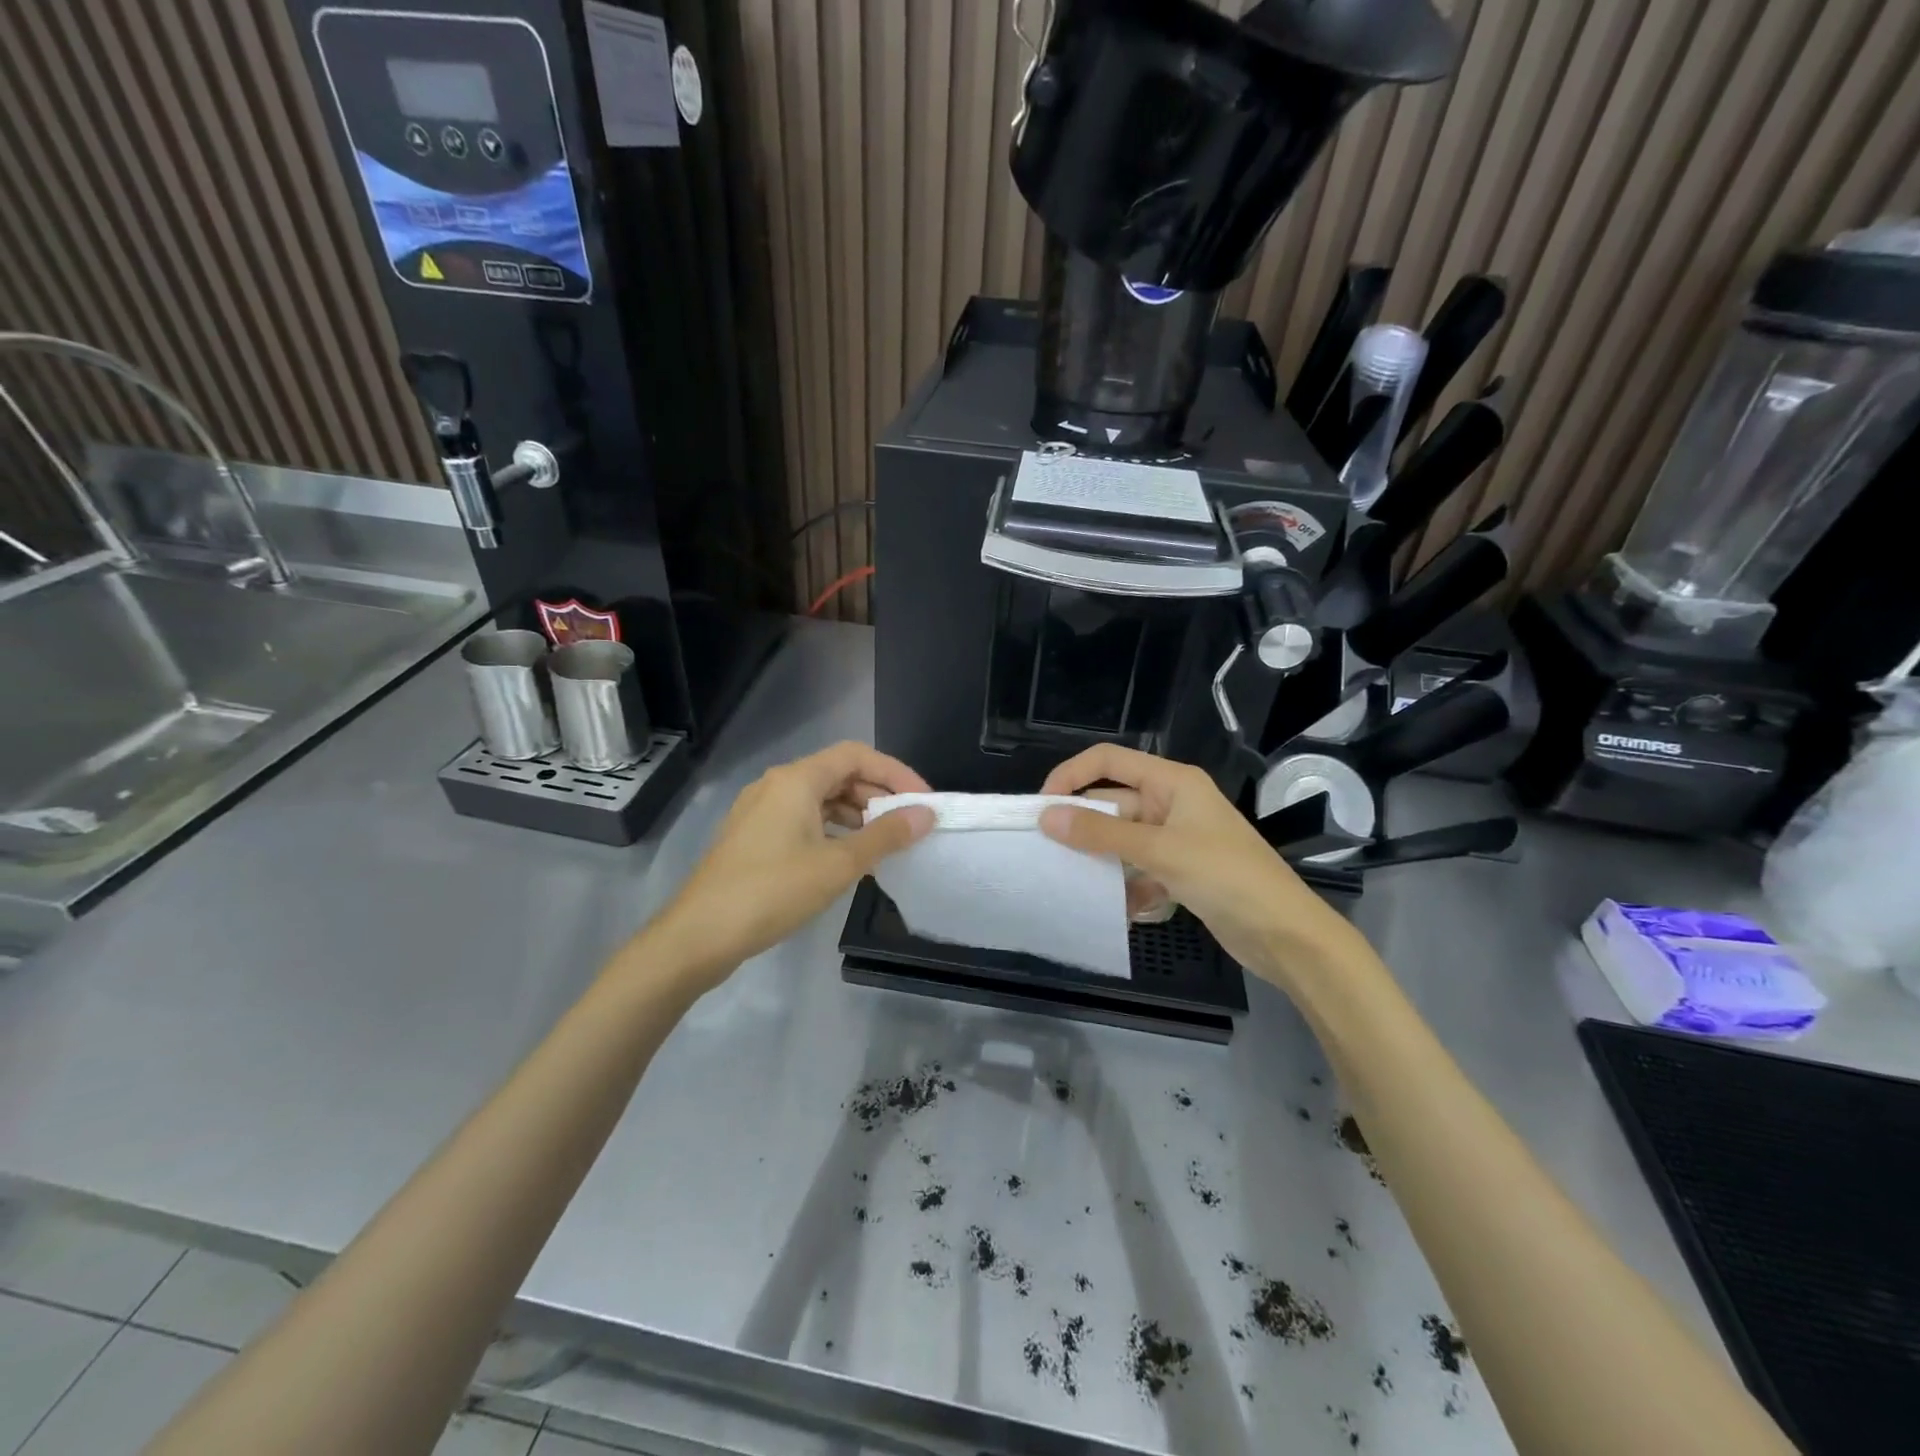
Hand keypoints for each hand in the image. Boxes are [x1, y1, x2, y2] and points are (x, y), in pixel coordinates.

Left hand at [646, 742, 933, 988]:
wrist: (699, 935)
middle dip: (878, 794)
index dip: (895, 772)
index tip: (923, 801)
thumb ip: (885, 836)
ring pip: (820, 798)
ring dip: (856, 814)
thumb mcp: (837, 865)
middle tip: (909, 824)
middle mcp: (776, 784)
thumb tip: (926, 815)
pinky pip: (803, 818)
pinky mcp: (753, 835)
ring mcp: (761, 810)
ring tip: (885, 843)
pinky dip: (832, 829)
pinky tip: (848, 857)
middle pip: (838, 773)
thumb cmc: (772, 891)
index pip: (856, 755)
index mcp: (796, 779)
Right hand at [1038, 745, 1363, 987]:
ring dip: (1102, 859)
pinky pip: (1139, 870)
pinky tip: (1119, 909)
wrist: (1286, 934)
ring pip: (1123, 840)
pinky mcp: (1182, 872)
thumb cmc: (1226, 877)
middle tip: (1046, 850)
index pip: (1109, 760)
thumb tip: (1046, 816)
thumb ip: (1101, 832)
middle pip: (1113, 802)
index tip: (1041, 806)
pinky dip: (1127, 887)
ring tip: (1073, 880)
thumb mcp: (1160, 850)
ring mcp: (1178, 839)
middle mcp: (1173, 803)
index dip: (1071, 775)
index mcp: (1172, 782)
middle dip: (1082, 824)